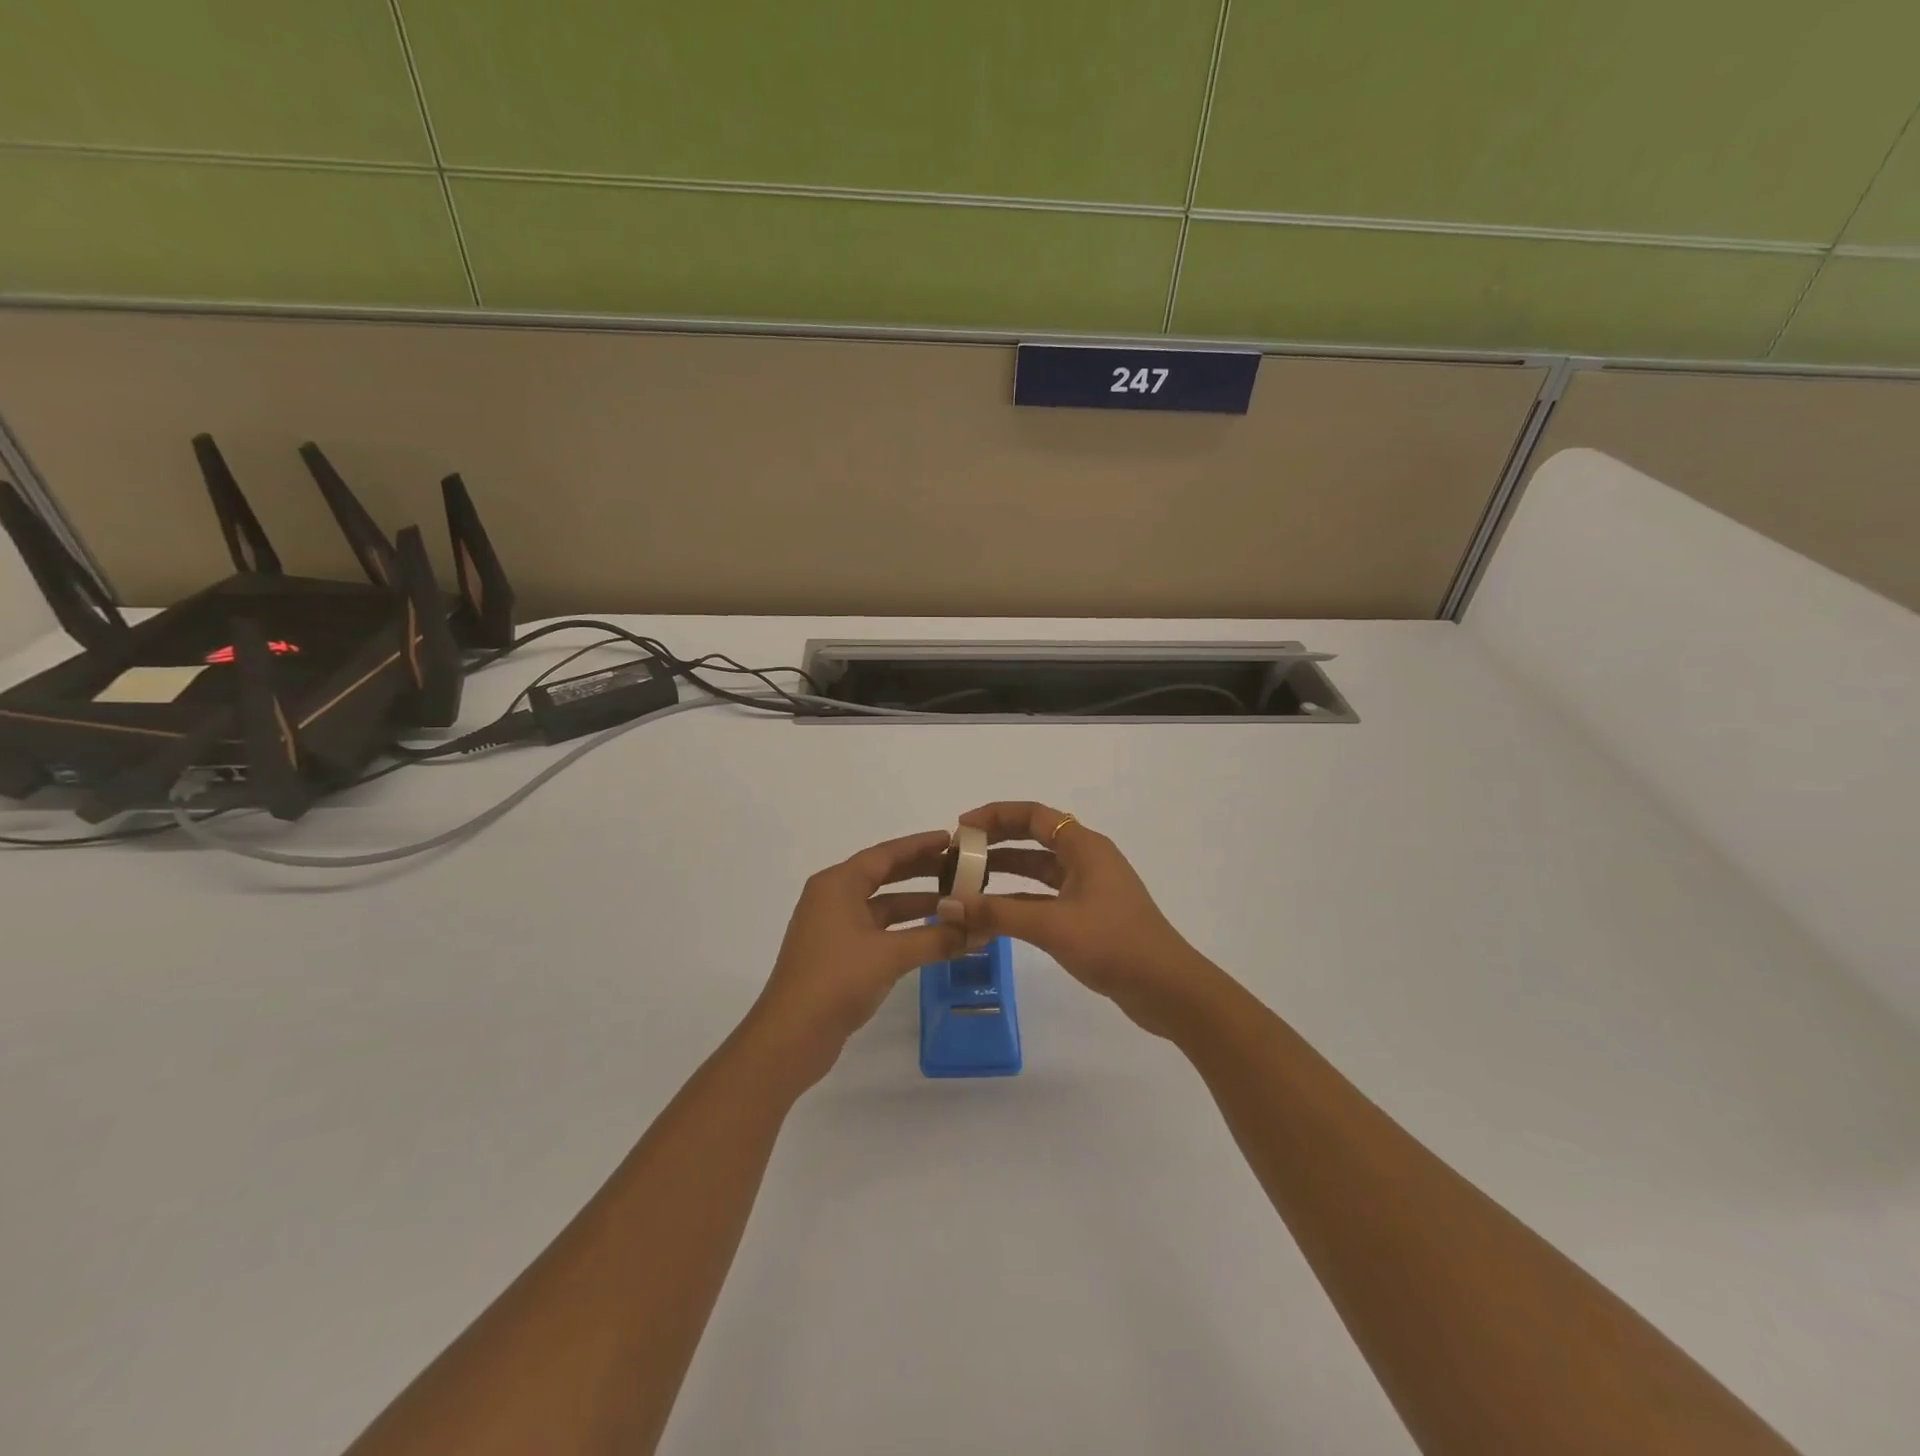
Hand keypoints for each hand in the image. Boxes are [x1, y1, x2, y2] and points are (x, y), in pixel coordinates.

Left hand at [744, 829, 966, 1083]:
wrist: (790, 1037)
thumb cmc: (836, 980)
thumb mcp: (890, 955)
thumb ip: (937, 939)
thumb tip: (981, 930)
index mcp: (838, 885)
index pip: (885, 854)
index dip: (919, 845)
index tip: (952, 840)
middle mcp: (833, 898)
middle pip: (884, 876)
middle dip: (922, 872)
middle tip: (961, 869)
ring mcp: (834, 928)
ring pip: (883, 907)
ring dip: (917, 905)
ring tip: (958, 903)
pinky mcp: (839, 955)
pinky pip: (879, 931)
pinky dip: (906, 931)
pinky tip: (935, 936)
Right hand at [938, 801, 1223, 1035]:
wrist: (1167, 989)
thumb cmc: (1113, 944)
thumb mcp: (1051, 925)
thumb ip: (997, 913)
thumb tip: (946, 904)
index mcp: (1084, 846)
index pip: (1033, 815)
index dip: (996, 815)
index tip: (961, 827)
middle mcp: (1086, 859)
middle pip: (1034, 838)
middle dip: (995, 843)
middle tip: (957, 854)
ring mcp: (1088, 888)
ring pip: (1037, 871)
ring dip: (1004, 874)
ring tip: (965, 883)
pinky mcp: (1088, 916)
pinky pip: (1044, 898)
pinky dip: (1017, 902)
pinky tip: (990, 916)